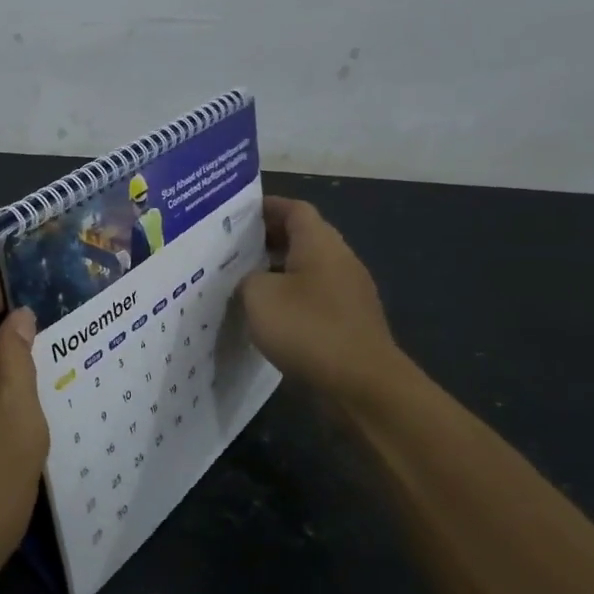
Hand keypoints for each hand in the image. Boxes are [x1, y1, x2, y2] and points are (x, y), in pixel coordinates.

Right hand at [239, 197, 404, 400]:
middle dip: (267, 240)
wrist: (361, 385)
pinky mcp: (349, 324)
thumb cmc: (308, 328)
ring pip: (307, 270)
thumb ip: (247, 279)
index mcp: (320, 244)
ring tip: (242, 283)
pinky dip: (290, 300)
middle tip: (231, 248)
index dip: (266, 207)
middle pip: (303, 238)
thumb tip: (252, 282)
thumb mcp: (259, 296)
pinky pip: (314, 299)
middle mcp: (339, 261)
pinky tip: (267, 318)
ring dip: (277, 272)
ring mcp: (348, 294)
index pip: (294, 209)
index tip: (237, 214)